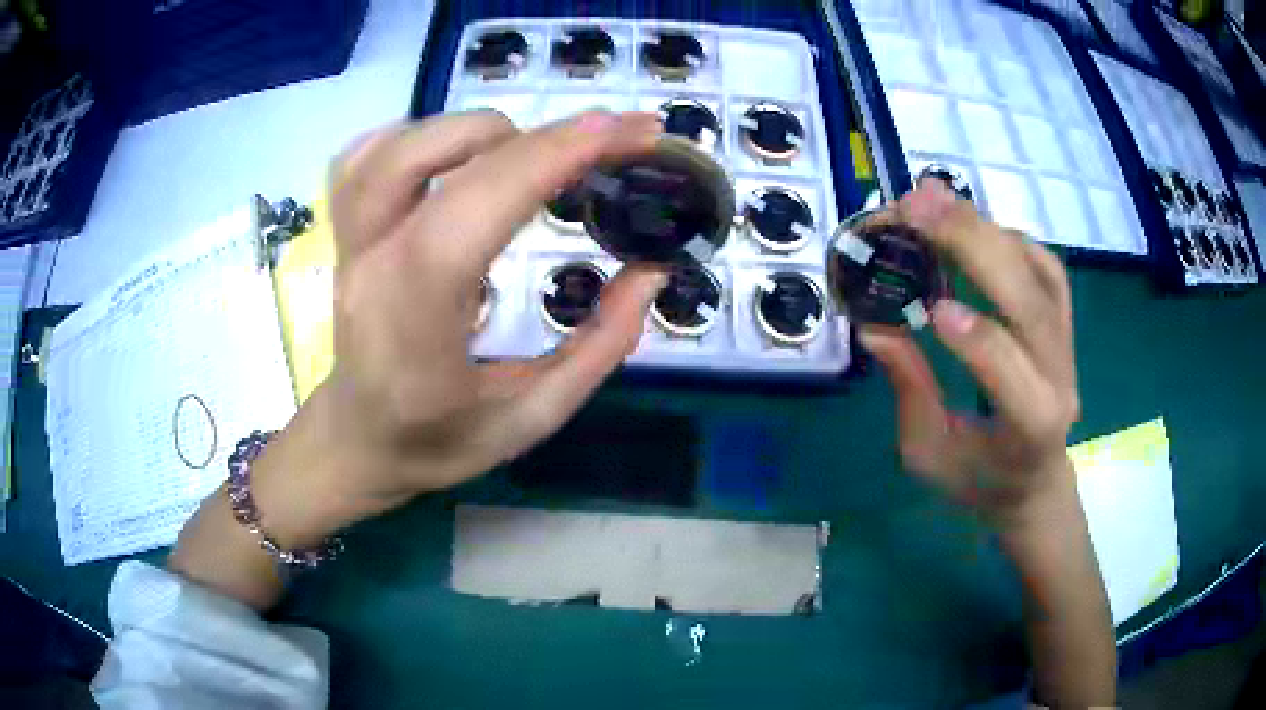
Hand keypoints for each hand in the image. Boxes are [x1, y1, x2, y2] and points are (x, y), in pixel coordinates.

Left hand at [305, 109, 666, 513]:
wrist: (357, 440)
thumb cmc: (437, 440)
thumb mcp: (532, 417)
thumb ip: (599, 347)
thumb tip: (651, 272)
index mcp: (416, 318)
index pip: (479, 206)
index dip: (556, 155)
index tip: (629, 132)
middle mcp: (373, 262)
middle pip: (440, 156)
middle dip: (539, 134)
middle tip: (607, 142)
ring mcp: (350, 240)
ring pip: (399, 144)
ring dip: (479, 131)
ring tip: (532, 154)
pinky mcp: (344, 230)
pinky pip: (367, 155)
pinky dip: (421, 135)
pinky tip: (459, 153)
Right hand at [860, 180, 1079, 523]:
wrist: (1035, 481)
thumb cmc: (979, 478)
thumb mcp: (929, 455)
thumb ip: (909, 391)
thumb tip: (874, 327)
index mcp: (1029, 425)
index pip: (1009, 371)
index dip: (975, 336)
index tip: (929, 308)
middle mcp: (1058, 376)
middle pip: (1028, 301)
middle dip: (973, 245)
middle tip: (916, 205)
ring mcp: (1066, 343)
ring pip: (1038, 272)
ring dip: (985, 228)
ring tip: (933, 201)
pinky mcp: (1063, 323)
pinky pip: (1045, 266)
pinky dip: (1007, 236)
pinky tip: (971, 225)